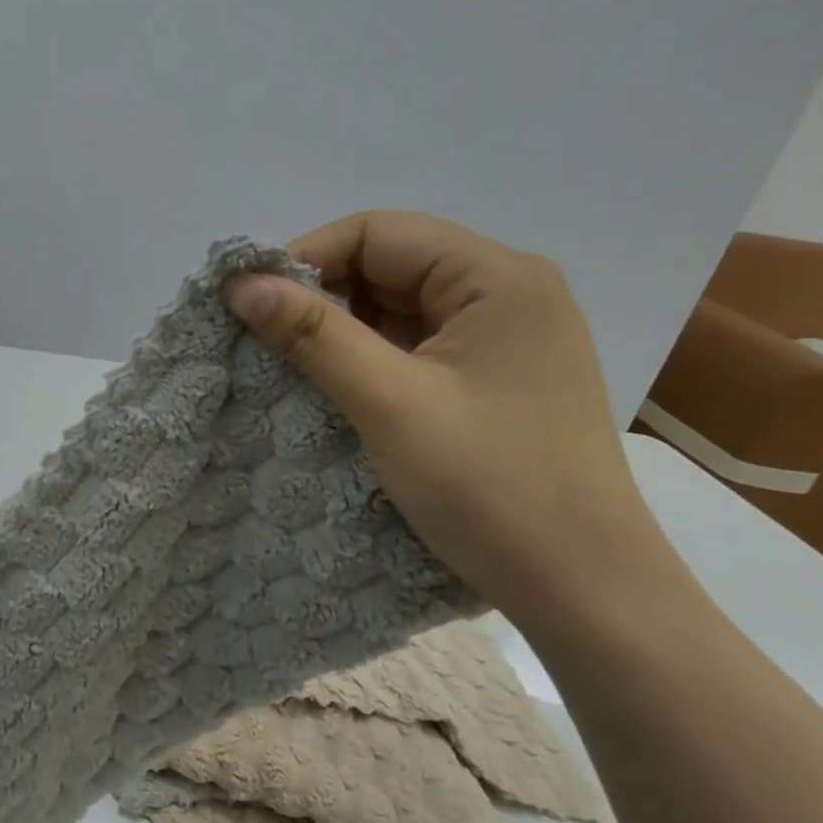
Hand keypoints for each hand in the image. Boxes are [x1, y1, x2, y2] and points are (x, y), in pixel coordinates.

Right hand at [223, 211, 673, 627]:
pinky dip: (364, 359)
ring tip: (286, 366)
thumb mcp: (389, 402)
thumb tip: (239, 283)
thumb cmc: (490, 486)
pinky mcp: (490, 378)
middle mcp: (506, 293)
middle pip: (388, 265)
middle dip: (319, 296)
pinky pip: (411, 346)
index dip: (305, 258)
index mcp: (498, 278)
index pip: (379, 233)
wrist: (583, 589)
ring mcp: (502, 338)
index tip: (250, 304)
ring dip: (337, 331)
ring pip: (395, 308)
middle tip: (261, 340)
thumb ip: (313, 334)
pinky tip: (331, 388)